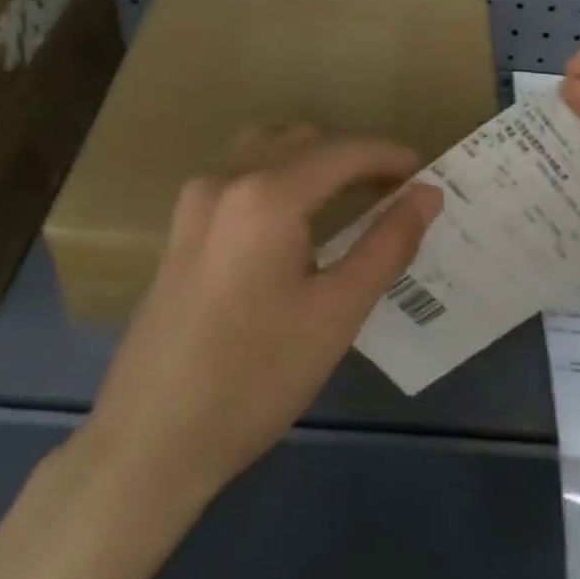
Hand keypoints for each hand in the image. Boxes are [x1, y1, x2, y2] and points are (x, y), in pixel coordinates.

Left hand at [72, 125, 441, 512]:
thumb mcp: (337, 312)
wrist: (152, 438)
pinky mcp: (181, 227)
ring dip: (312, 156)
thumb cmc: (257, 377)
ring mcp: (195, 202)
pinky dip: (278, 172)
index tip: (424, 172)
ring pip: (264, 147)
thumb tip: (427, 195)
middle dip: (352, 153)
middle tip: (393, 187)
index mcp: (266, 195)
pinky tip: (296, 212)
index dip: (387, 155)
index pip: (342, 151)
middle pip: (301, 140)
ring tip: (349, 190)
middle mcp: (226, 180)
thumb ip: (387, 244)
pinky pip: (238, 173)